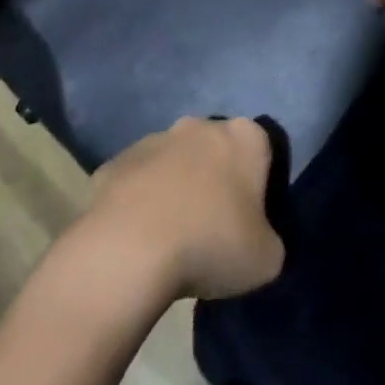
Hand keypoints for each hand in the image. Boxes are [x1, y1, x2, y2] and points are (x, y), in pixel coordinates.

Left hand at [88, 117, 283, 300]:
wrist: (128, 250)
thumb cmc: (210, 244)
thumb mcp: (266, 259)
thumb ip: (269, 240)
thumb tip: (256, 241)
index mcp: (245, 137)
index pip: (262, 152)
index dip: (258, 186)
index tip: (250, 221)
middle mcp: (201, 126)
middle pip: (216, 150)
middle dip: (215, 180)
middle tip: (212, 228)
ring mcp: (154, 139)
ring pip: (174, 162)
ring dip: (175, 188)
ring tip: (170, 238)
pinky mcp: (115, 161)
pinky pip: (136, 181)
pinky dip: (139, 202)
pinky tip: (136, 239)